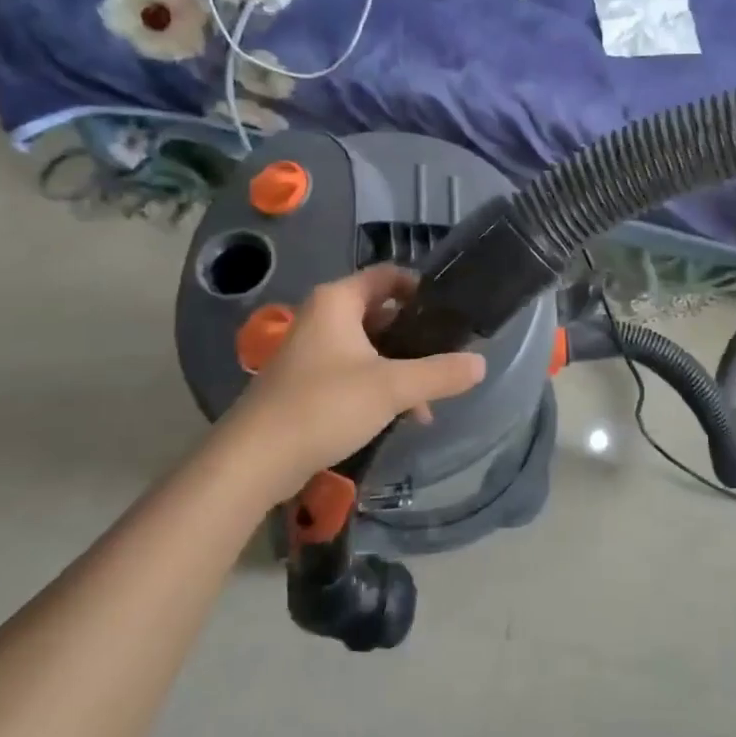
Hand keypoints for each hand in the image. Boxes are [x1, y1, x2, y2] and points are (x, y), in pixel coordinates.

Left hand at [215, 266, 485, 488]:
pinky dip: (380, 385)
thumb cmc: (323, 406)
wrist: (254, 461)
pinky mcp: (308, 383)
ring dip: (401, 367)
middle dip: (416, 336)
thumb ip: (440, 373)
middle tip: (448, 355)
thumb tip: (481, 363)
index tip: (452, 310)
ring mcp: (312, 351)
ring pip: (370, 347)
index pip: (388, 275)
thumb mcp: (392, 387)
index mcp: (338, 302)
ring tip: (430, 399)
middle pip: (382, 312)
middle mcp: (323, 317)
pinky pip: (354, 371)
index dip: (421, 287)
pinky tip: (402, 415)